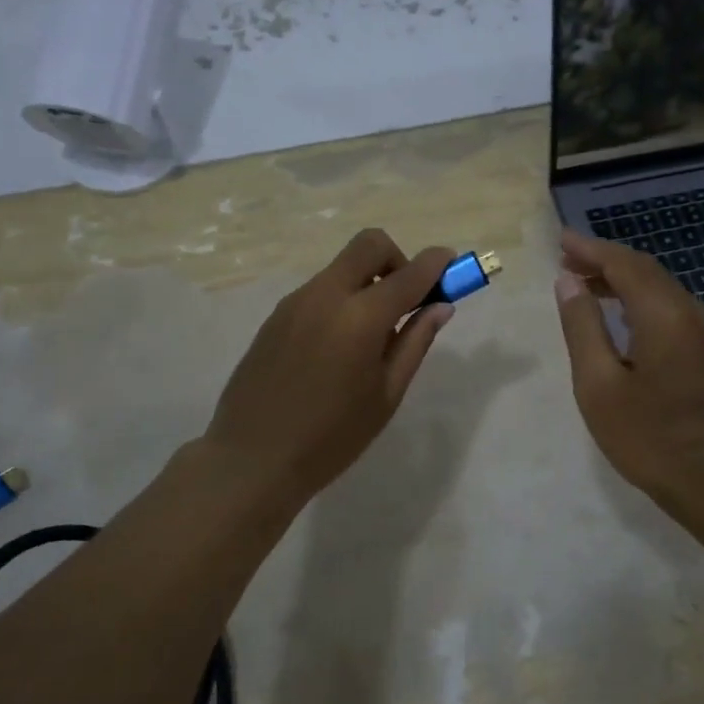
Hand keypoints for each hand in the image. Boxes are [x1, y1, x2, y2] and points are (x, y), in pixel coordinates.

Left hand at [204, 229, 455, 506]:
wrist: (251, 458)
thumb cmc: (331, 438)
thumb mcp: (385, 395)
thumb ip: (415, 343)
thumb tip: (440, 306)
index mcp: (360, 317)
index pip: (409, 274)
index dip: (436, 263)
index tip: (452, 263)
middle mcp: (326, 295)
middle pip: (369, 245)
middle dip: (397, 260)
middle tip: (406, 301)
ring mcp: (295, 302)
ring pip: (342, 267)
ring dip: (367, 282)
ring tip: (371, 337)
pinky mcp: (276, 316)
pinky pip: (319, 290)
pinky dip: (342, 299)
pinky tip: (338, 348)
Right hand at [554, 228, 703, 520]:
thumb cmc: (648, 437)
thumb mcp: (599, 384)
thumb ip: (582, 327)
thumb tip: (568, 282)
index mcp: (664, 315)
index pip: (624, 264)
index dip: (590, 249)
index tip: (560, 240)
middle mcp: (690, 313)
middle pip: (644, 271)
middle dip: (604, 261)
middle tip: (566, 260)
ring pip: (659, 289)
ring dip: (621, 281)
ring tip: (583, 284)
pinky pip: (669, 309)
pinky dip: (638, 301)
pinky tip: (619, 316)